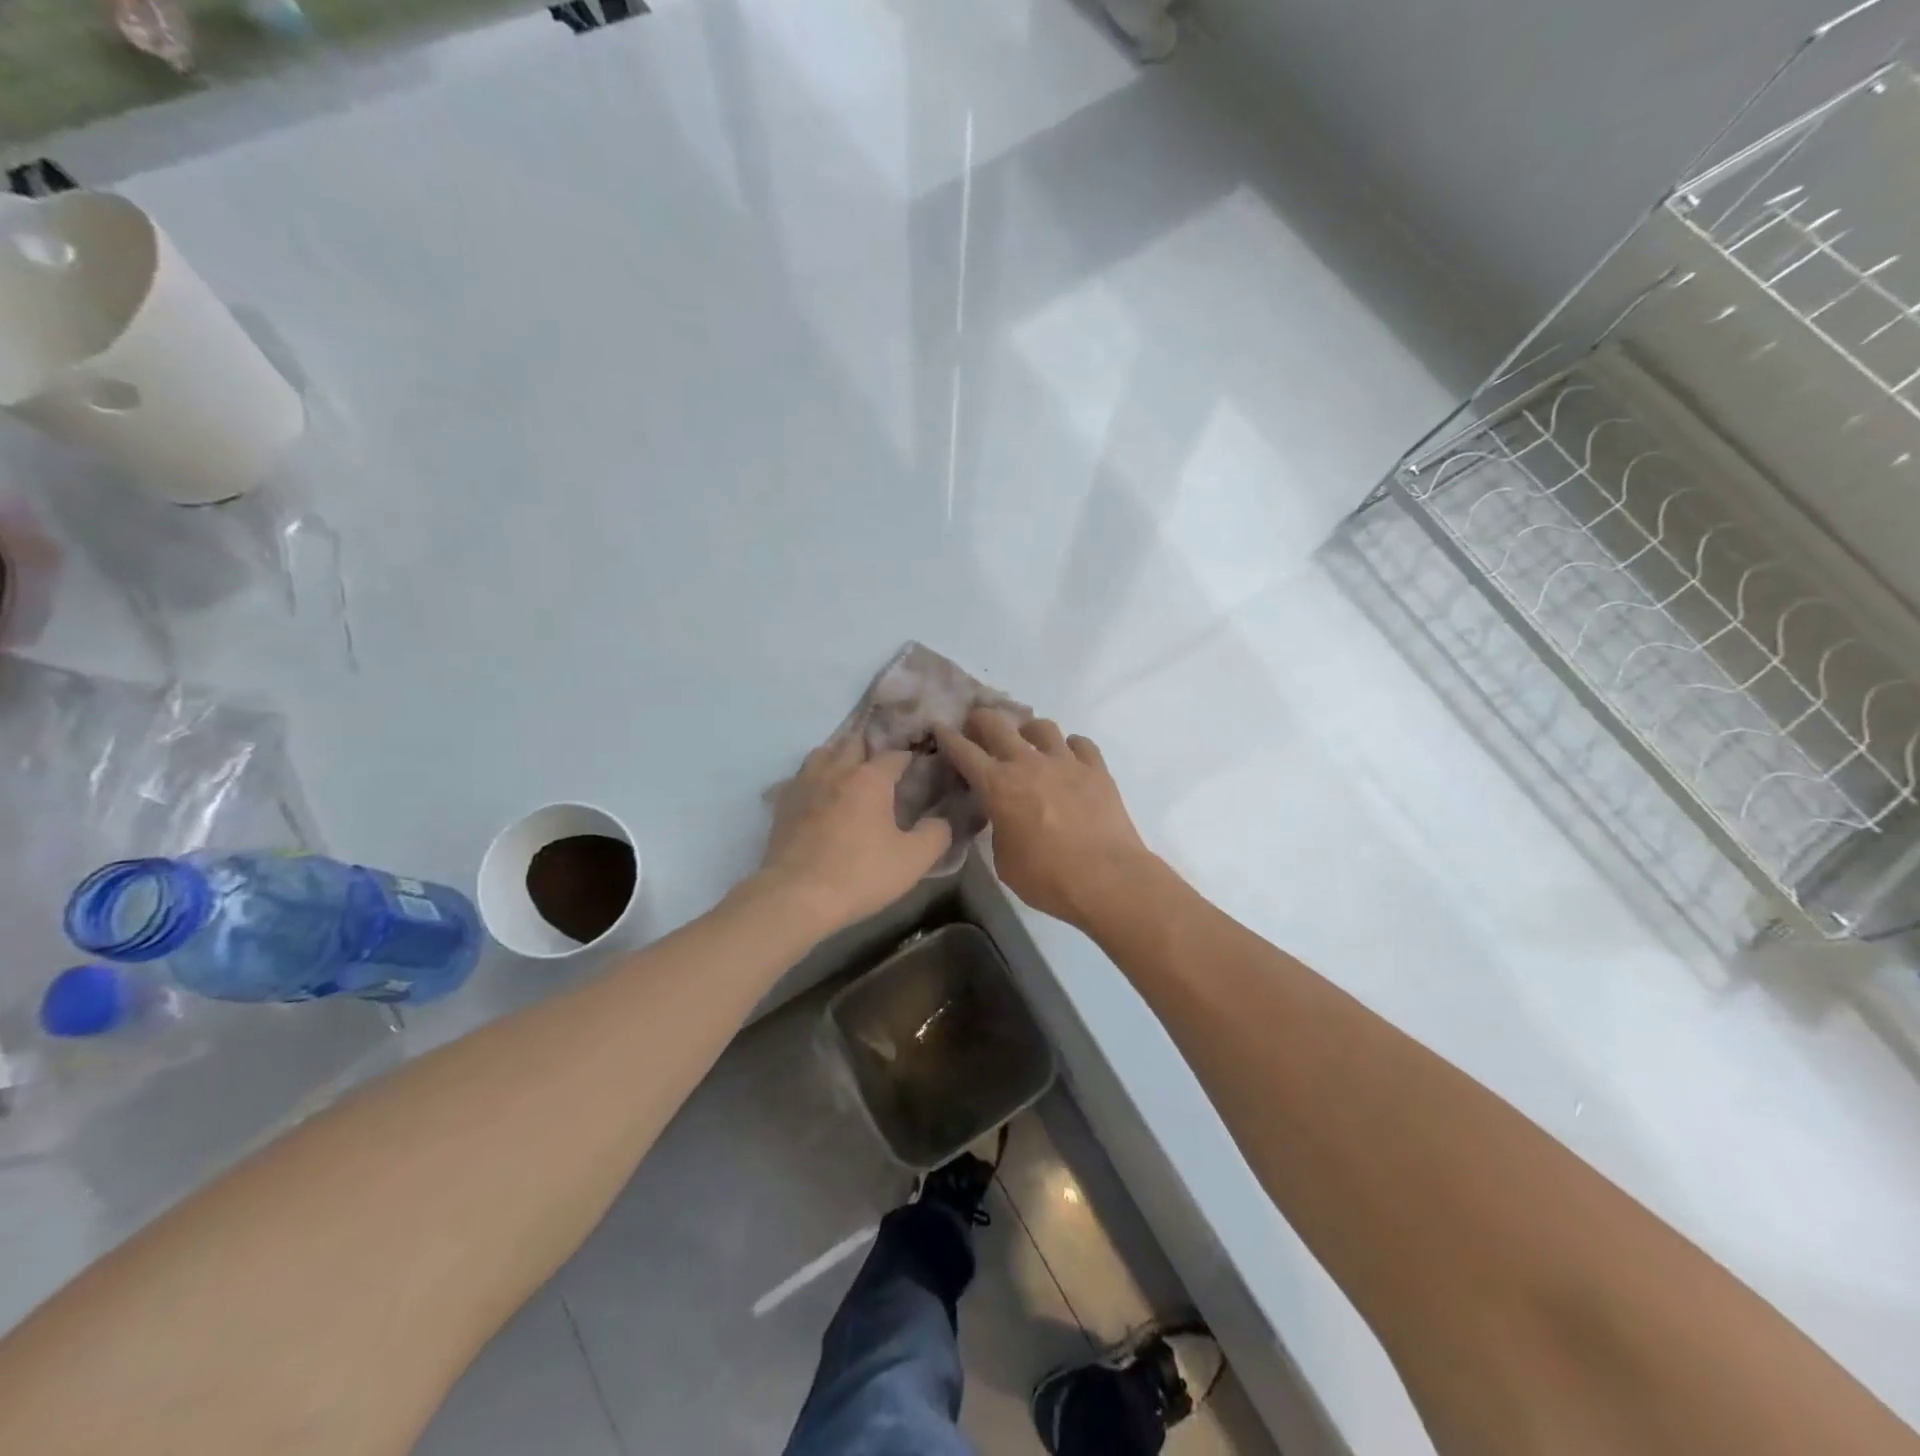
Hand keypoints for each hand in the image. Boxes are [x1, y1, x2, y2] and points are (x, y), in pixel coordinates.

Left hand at [753, 735, 953, 934]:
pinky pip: (801, 777)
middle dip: (872, 749)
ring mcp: (805, 784)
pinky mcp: (783, 804)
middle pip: (855, 743)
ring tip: (850, 774)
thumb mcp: (913, 860)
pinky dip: (814, 778)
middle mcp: (836, 771)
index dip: (910, 758)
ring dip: (839, 756)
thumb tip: (942, 819)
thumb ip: (936, 834)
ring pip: (823, 753)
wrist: (795, 896)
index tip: (919, 768)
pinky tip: (820, 795)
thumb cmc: (859, 874)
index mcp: (870, 778)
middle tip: (885, 767)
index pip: (895, 755)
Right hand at [934, 709, 1152, 930]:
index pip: (964, 751)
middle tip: (978, 727)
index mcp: (998, 785)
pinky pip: (1080, 744)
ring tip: (1028, 742)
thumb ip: (999, 829)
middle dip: (981, 720)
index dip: (947, 737)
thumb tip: (1004, 817)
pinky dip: (1070, 747)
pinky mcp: (1097, 769)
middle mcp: (1028, 763)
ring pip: (1042, 726)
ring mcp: (1065, 762)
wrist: (1107, 879)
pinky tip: (1069, 759)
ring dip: (1028, 731)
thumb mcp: (1004, 860)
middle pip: (997, 724)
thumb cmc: (1047, 878)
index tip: (939, 727)